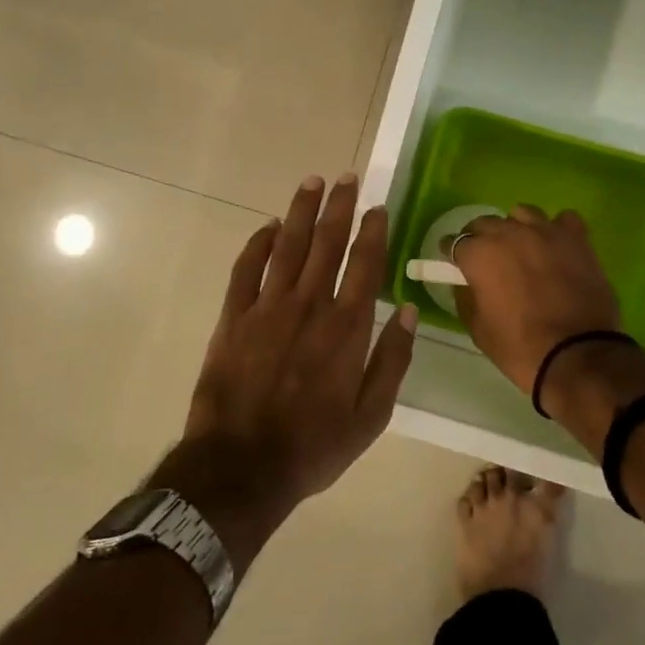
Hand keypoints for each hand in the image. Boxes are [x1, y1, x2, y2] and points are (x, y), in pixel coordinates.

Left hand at [179, 175, 417, 529]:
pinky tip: (267, 226)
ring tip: (312, 182)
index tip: (377, 205)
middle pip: (327, 243)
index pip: (364, 264)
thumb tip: (410, 312)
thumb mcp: (371, 416)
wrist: (241, 468)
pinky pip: (246, 270)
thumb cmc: (313, 445)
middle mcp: (309, 306)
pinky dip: (257, 244)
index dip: (372, 231)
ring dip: (301, 212)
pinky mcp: (234, 318)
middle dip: (339, 206)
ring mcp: (267, 308)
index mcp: (346, 328)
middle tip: (347, 177)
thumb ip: (393, 360)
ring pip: (288, 246)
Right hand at [450, 205, 621, 393]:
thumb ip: (467, 297)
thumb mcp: (478, 329)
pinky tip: (557, 246)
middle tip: (488, 260)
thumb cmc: (520, 347)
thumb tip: (468, 283)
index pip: (454, 242)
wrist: (578, 355)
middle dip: (481, 238)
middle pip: (486, 223)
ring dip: (517, 228)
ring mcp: (546, 231)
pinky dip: (557, 229)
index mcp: (480, 254)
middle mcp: (509, 233)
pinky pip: (563, 220)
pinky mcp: (577, 238)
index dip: (453, 253)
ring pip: (523, 214)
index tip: (456, 264)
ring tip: (523, 249)